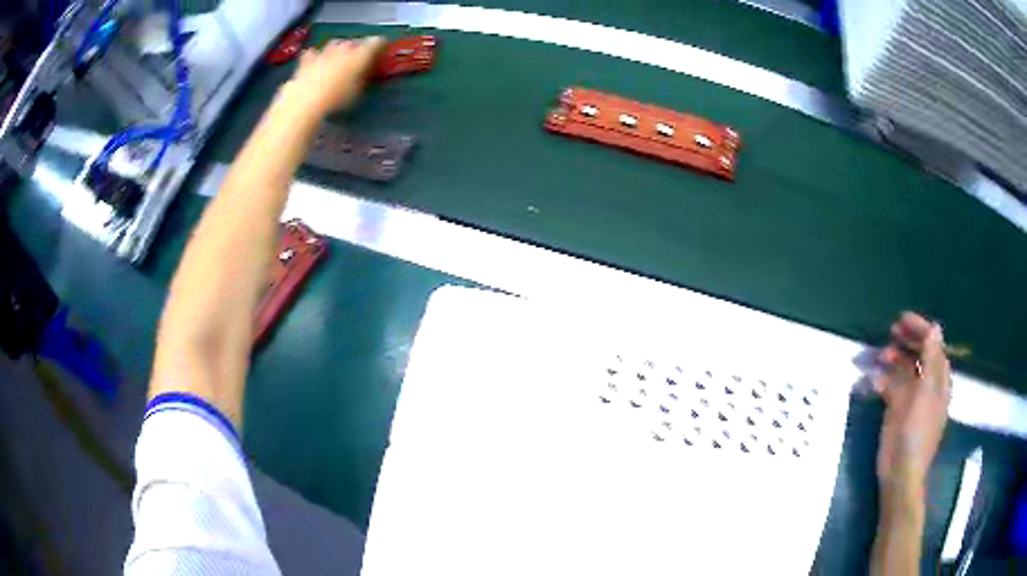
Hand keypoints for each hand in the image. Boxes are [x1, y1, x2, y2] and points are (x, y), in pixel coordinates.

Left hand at [286, 37, 386, 114]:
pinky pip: (312, 53)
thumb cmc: (337, 99)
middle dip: (359, 47)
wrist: (305, 101)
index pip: (376, 42)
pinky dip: (315, 55)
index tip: (383, 50)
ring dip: (339, 48)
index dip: (381, 45)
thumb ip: (363, 77)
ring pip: (335, 43)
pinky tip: (315, 59)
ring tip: (339, 56)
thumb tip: (366, 71)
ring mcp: (324, 52)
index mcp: (360, 54)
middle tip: (359, 58)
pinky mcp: (307, 61)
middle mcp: (343, 48)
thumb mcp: (358, 91)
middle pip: (355, 42)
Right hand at [874, 312, 950, 495]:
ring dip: (893, 358)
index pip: (933, 346)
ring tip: (880, 354)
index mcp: (939, 380)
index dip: (921, 330)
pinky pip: (889, 386)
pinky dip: (882, 379)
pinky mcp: (895, 409)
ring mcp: (911, 397)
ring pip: (903, 368)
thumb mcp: (926, 393)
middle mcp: (926, 384)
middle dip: (906, 341)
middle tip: (891, 331)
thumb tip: (935, 328)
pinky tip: (872, 379)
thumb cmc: (918, 432)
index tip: (903, 320)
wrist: (900, 472)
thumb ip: (931, 360)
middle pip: (918, 354)